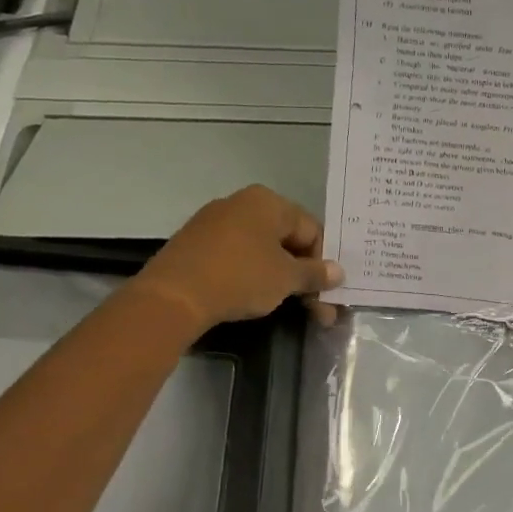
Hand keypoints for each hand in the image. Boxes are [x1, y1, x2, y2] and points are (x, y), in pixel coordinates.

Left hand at [133, 185, 343, 333]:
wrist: (173, 296)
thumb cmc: (240, 277)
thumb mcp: (286, 279)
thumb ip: (315, 273)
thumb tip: (338, 272)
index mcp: (268, 202)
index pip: (312, 229)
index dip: (324, 262)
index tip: (328, 292)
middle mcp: (242, 203)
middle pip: (287, 240)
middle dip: (305, 275)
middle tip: (318, 310)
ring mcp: (216, 223)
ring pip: (263, 251)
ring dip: (282, 279)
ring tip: (291, 308)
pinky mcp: (198, 245)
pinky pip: (238, 257)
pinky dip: (254, 276)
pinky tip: (257, 298)